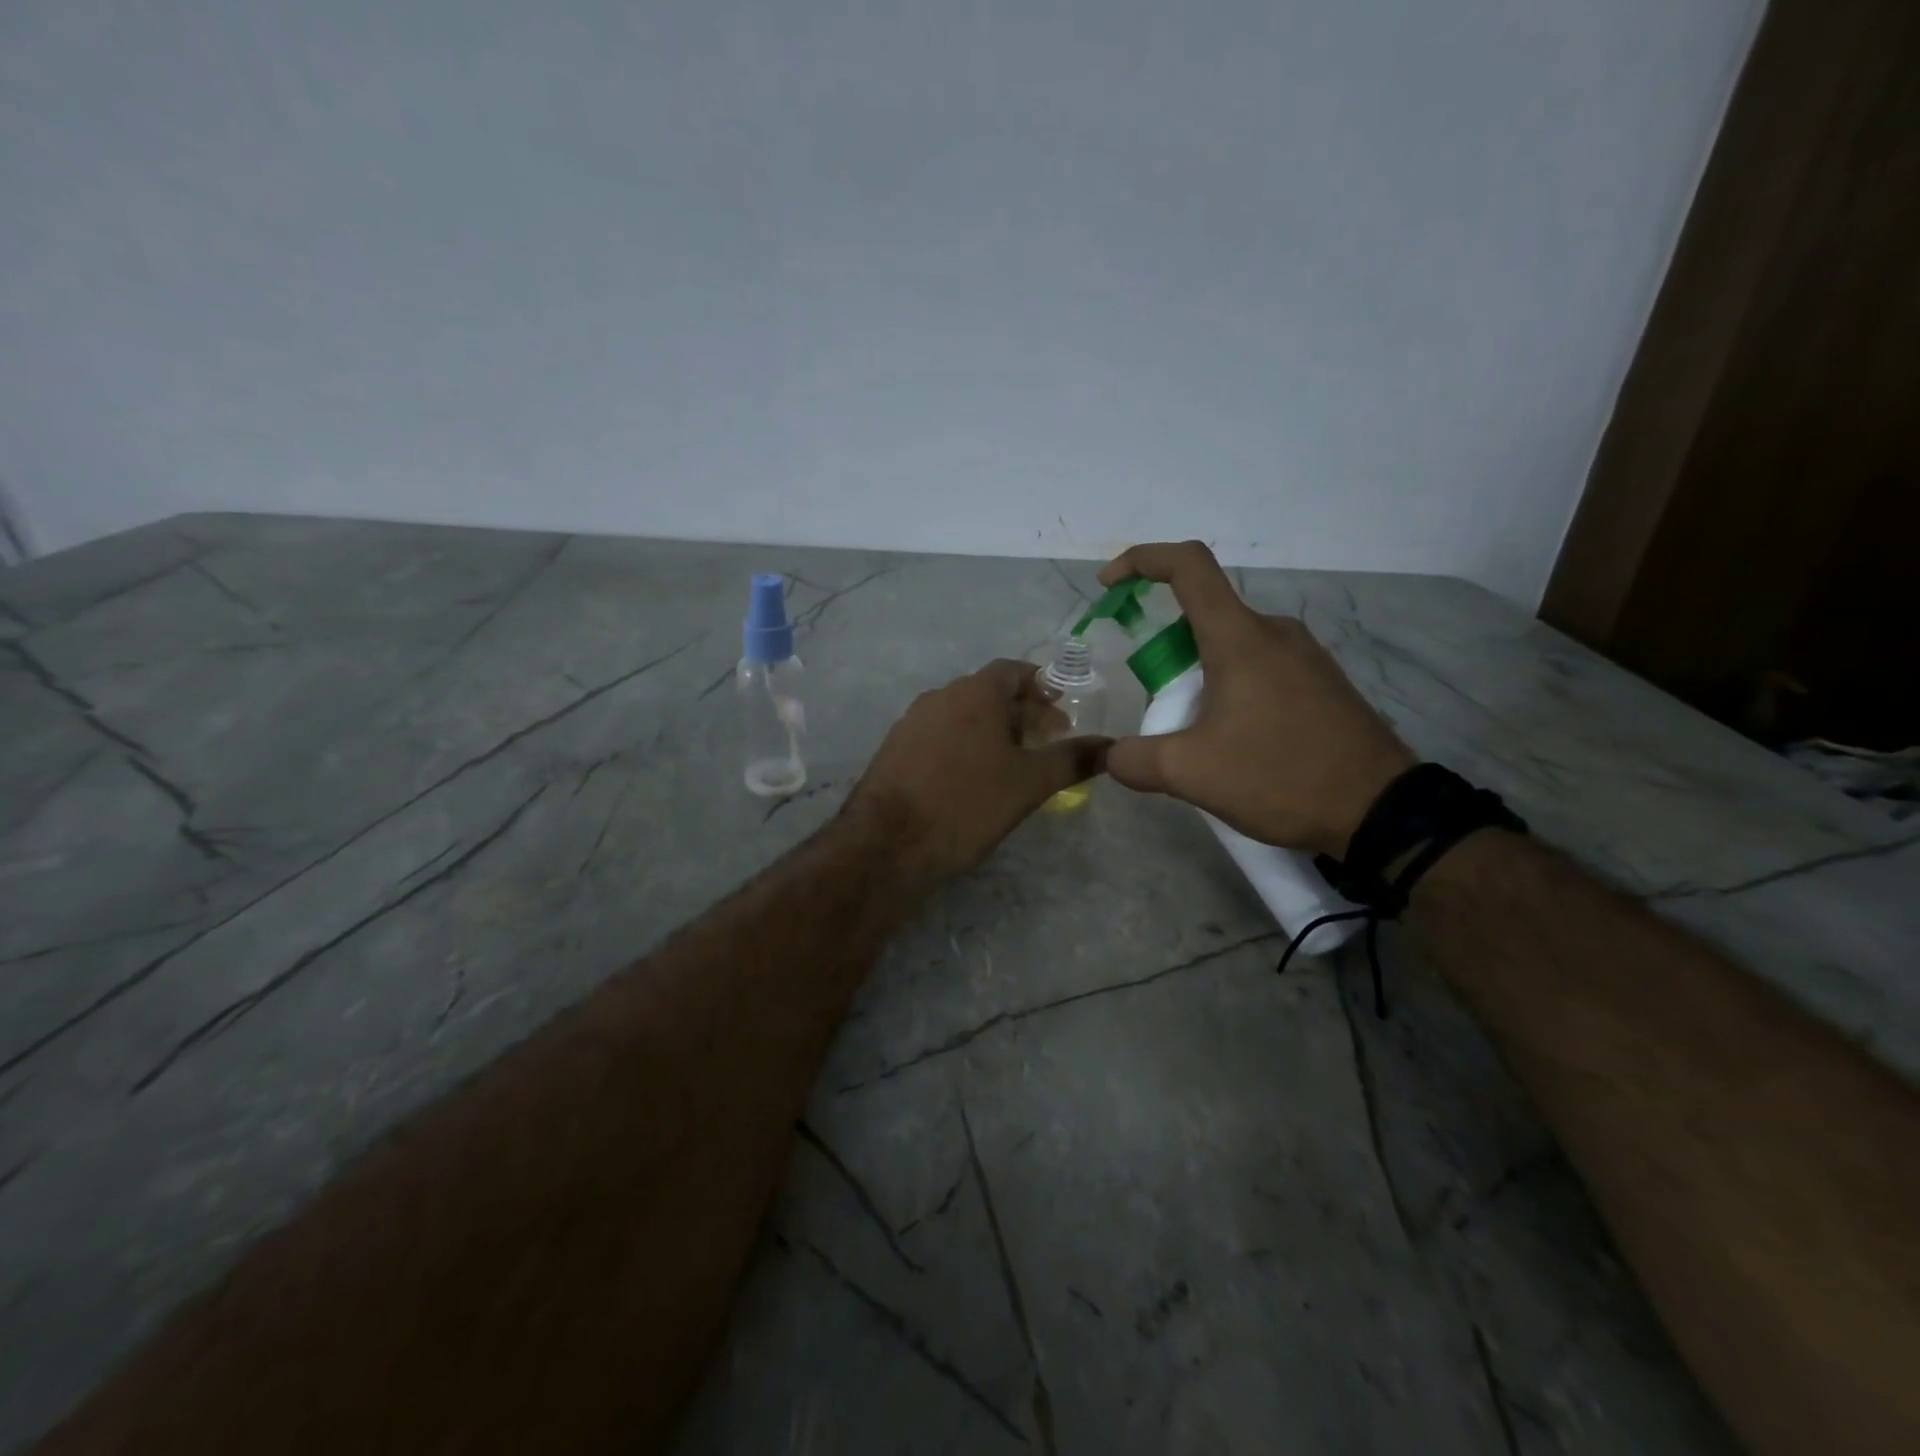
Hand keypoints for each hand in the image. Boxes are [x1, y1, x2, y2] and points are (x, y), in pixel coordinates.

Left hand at [846, 659, 1109, 884]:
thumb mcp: (1029, 784)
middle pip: (989, 692)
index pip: (1014, 671)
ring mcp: (912, 721)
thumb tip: (1112, 746)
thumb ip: (1072, 760)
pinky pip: (940, 735)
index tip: (1062, 710)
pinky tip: (972, 778)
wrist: (888, 843)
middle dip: (1021, 712)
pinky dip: (964, 745)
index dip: (1042, 686)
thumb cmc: (967, 803)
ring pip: (962, 715)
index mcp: (974, 692)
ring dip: (992, 730)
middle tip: (1047, 741)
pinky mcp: (895, 749)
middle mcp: (940, 696)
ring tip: (1014, 762)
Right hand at [1099, 542, 1414, 856]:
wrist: (1381, 811)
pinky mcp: (1323, 682)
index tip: (1109, 585)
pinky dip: (1232, 689)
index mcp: (1240, 637)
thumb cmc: (1280, 775)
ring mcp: (1305, 655)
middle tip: (1161, 710)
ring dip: (1200, 677)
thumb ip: (1136, 760)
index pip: (1188, 566)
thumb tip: (1112, 756)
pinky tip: (1238, 742)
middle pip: (1204, 617)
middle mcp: (1274, 632)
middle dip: (1167, 653)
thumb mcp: (1192, 774)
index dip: (1142, 560)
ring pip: (1233, 646)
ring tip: (1199, 737)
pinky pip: (1262, 667)